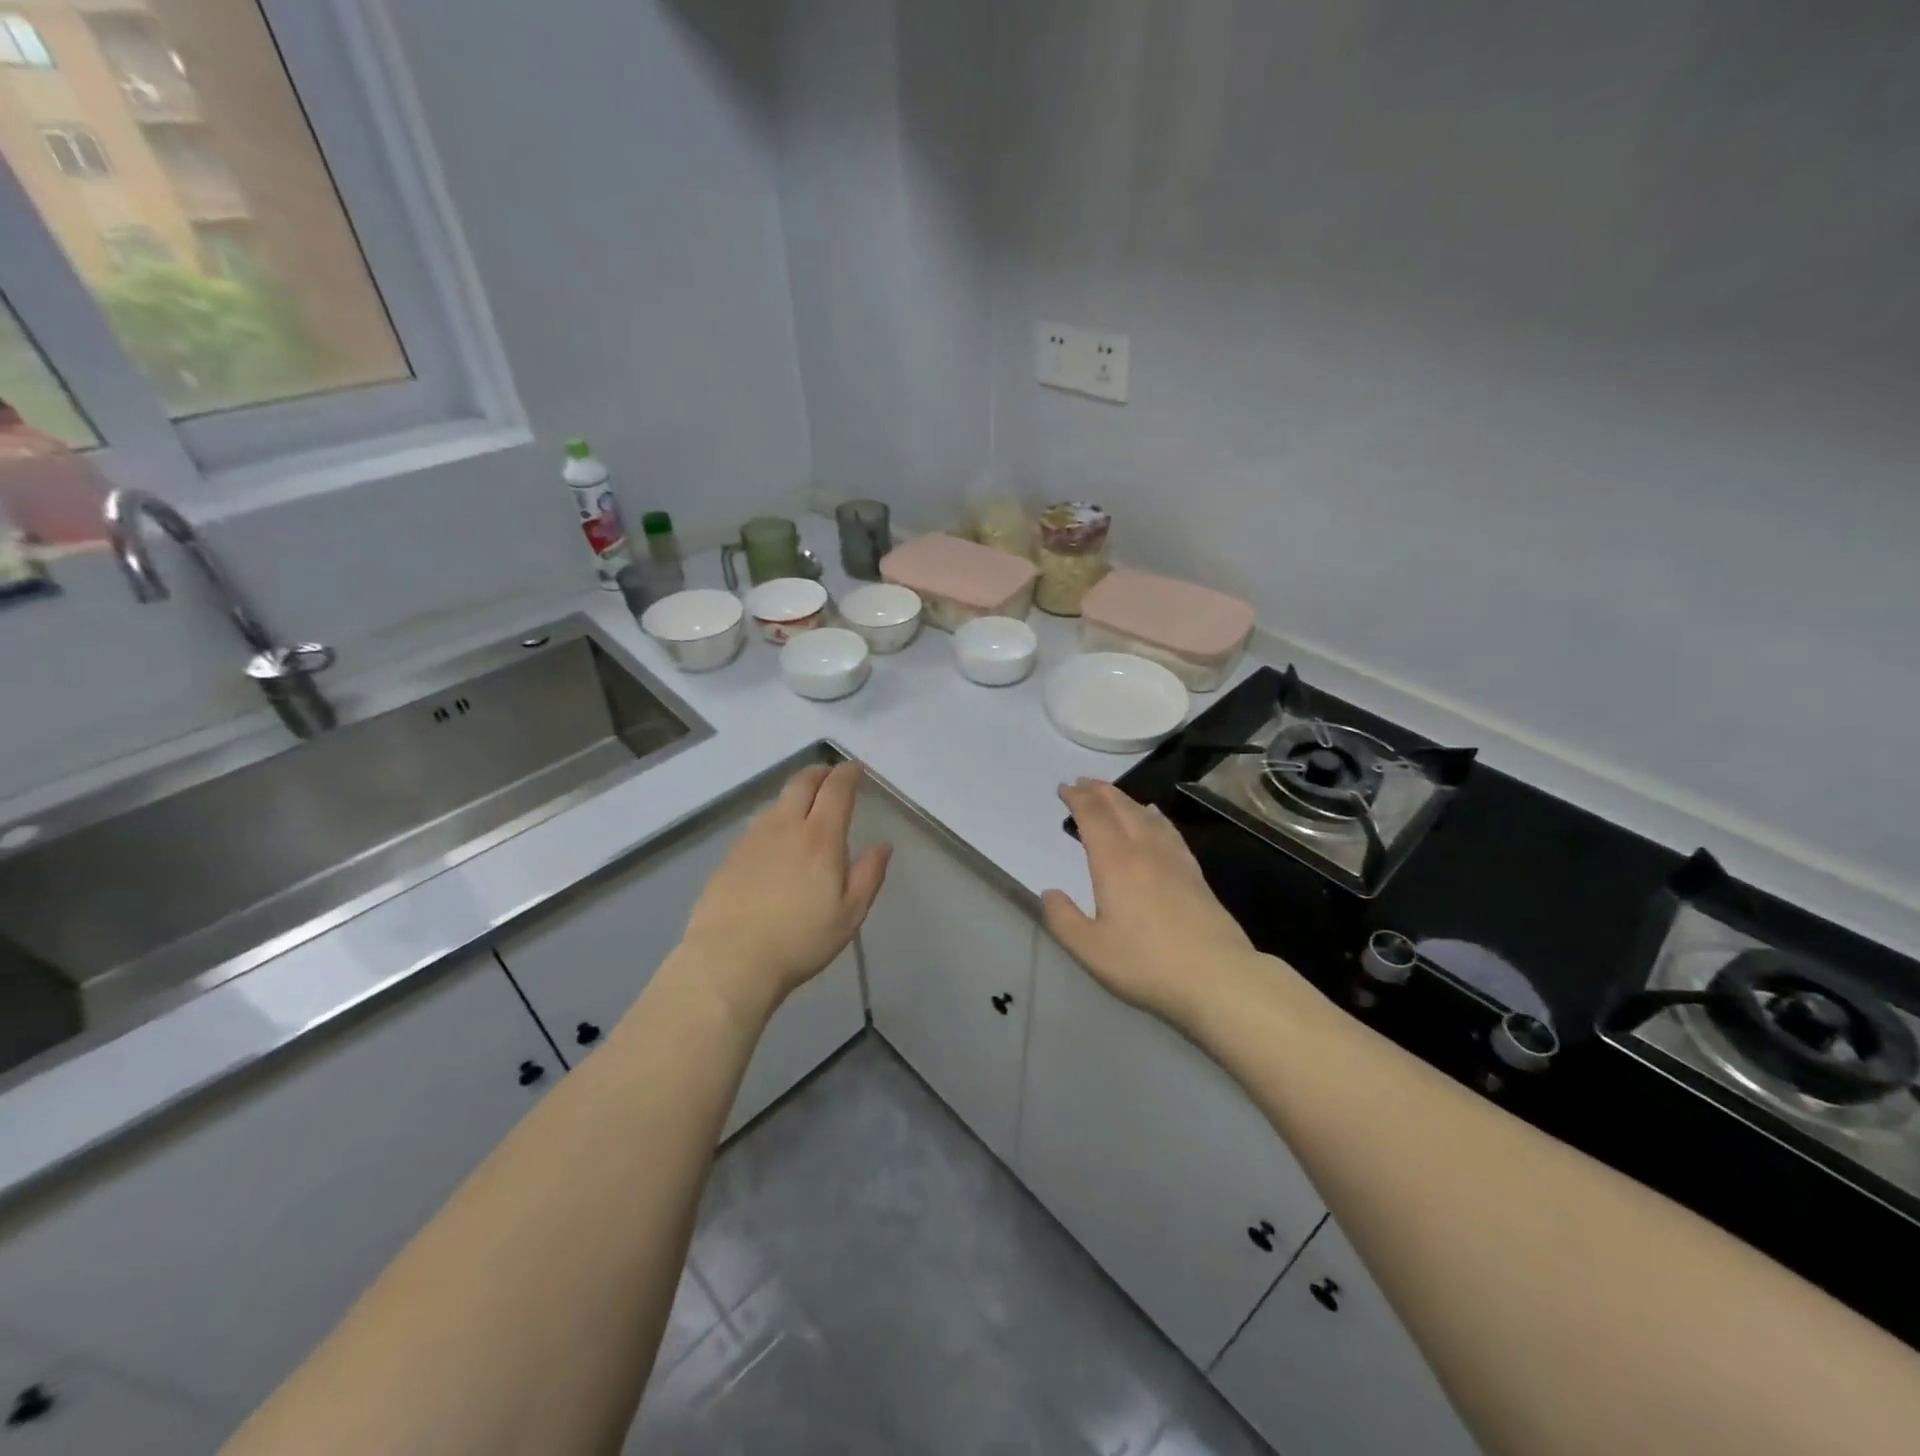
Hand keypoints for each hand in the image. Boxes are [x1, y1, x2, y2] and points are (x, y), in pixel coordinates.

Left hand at [678, 761, 890, 1023]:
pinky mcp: (730, 856)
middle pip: (802, 783)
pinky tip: (774, 839)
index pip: (837, 790)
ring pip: (776, 801)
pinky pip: (757, 824)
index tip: (856, 768)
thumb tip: (882, 845)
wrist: (729, 960)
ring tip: (804, 805)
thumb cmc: (799, 940)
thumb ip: (869, 875)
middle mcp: (785, 826)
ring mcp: (752, 838)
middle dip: (820, 773)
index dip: (848, 774)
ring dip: (795, 794)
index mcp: (820, 837)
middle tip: (830, 775)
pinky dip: (774, 819)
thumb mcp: (849, 914)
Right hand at [1042, 779, 1260, 1026]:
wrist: (1218, 977)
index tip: (1063, 788)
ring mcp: (1173, 859)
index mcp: (1114, 863)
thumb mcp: (1091, 950)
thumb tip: (1049, 892)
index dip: (1077, 798)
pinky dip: (1153, 815)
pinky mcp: (1194, 872)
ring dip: (1123, 799)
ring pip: (1144, 814)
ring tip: (1110, 794)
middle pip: (1120, 808)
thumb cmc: (1147, 964)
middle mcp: (1143, 850)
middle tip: (1082, 782)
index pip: (1093, 817)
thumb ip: (1063, 920)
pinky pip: (1168, 829)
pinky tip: (1153, 816)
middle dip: (1098, 791)